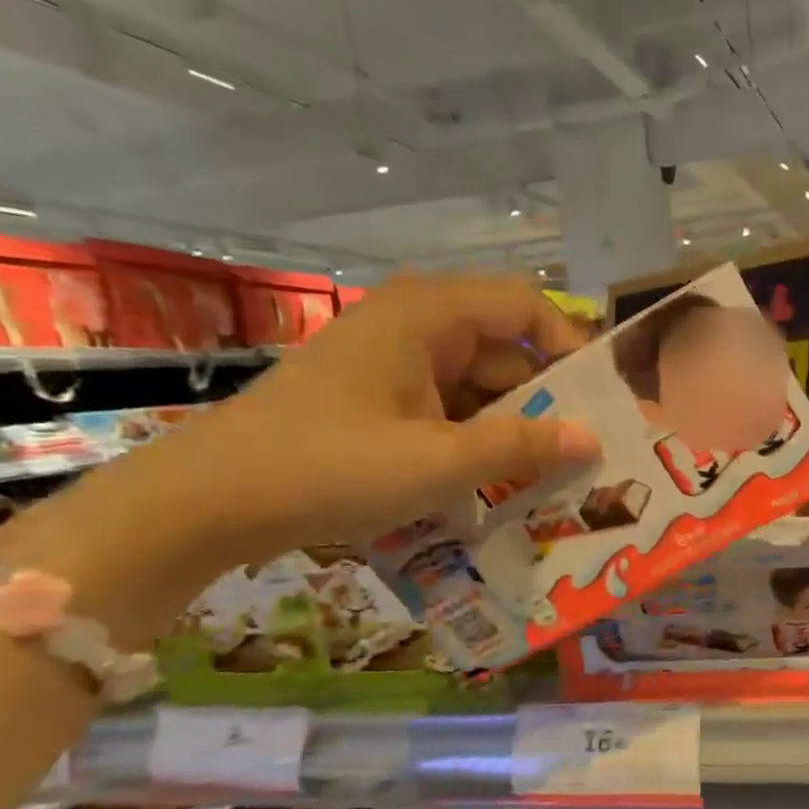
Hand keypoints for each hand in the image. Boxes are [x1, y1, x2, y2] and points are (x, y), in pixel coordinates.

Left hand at [144, 275, 600, 564]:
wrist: (207, 502)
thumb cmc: (329, 466)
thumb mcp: (439, 461)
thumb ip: (523, 446)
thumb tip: (592, 440)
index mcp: (427, 314)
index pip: (525, 306)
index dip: (570, 346)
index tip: (601, 400)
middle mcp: (414, 326)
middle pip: (505, 350)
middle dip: (546, 401)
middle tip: (586, 454)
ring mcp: (393, 365)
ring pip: (479, 387)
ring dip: (512, 429)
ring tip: (551, 478)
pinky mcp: (378, 400)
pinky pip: (448, 410)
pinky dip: (475, 442)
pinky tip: (496, 484)